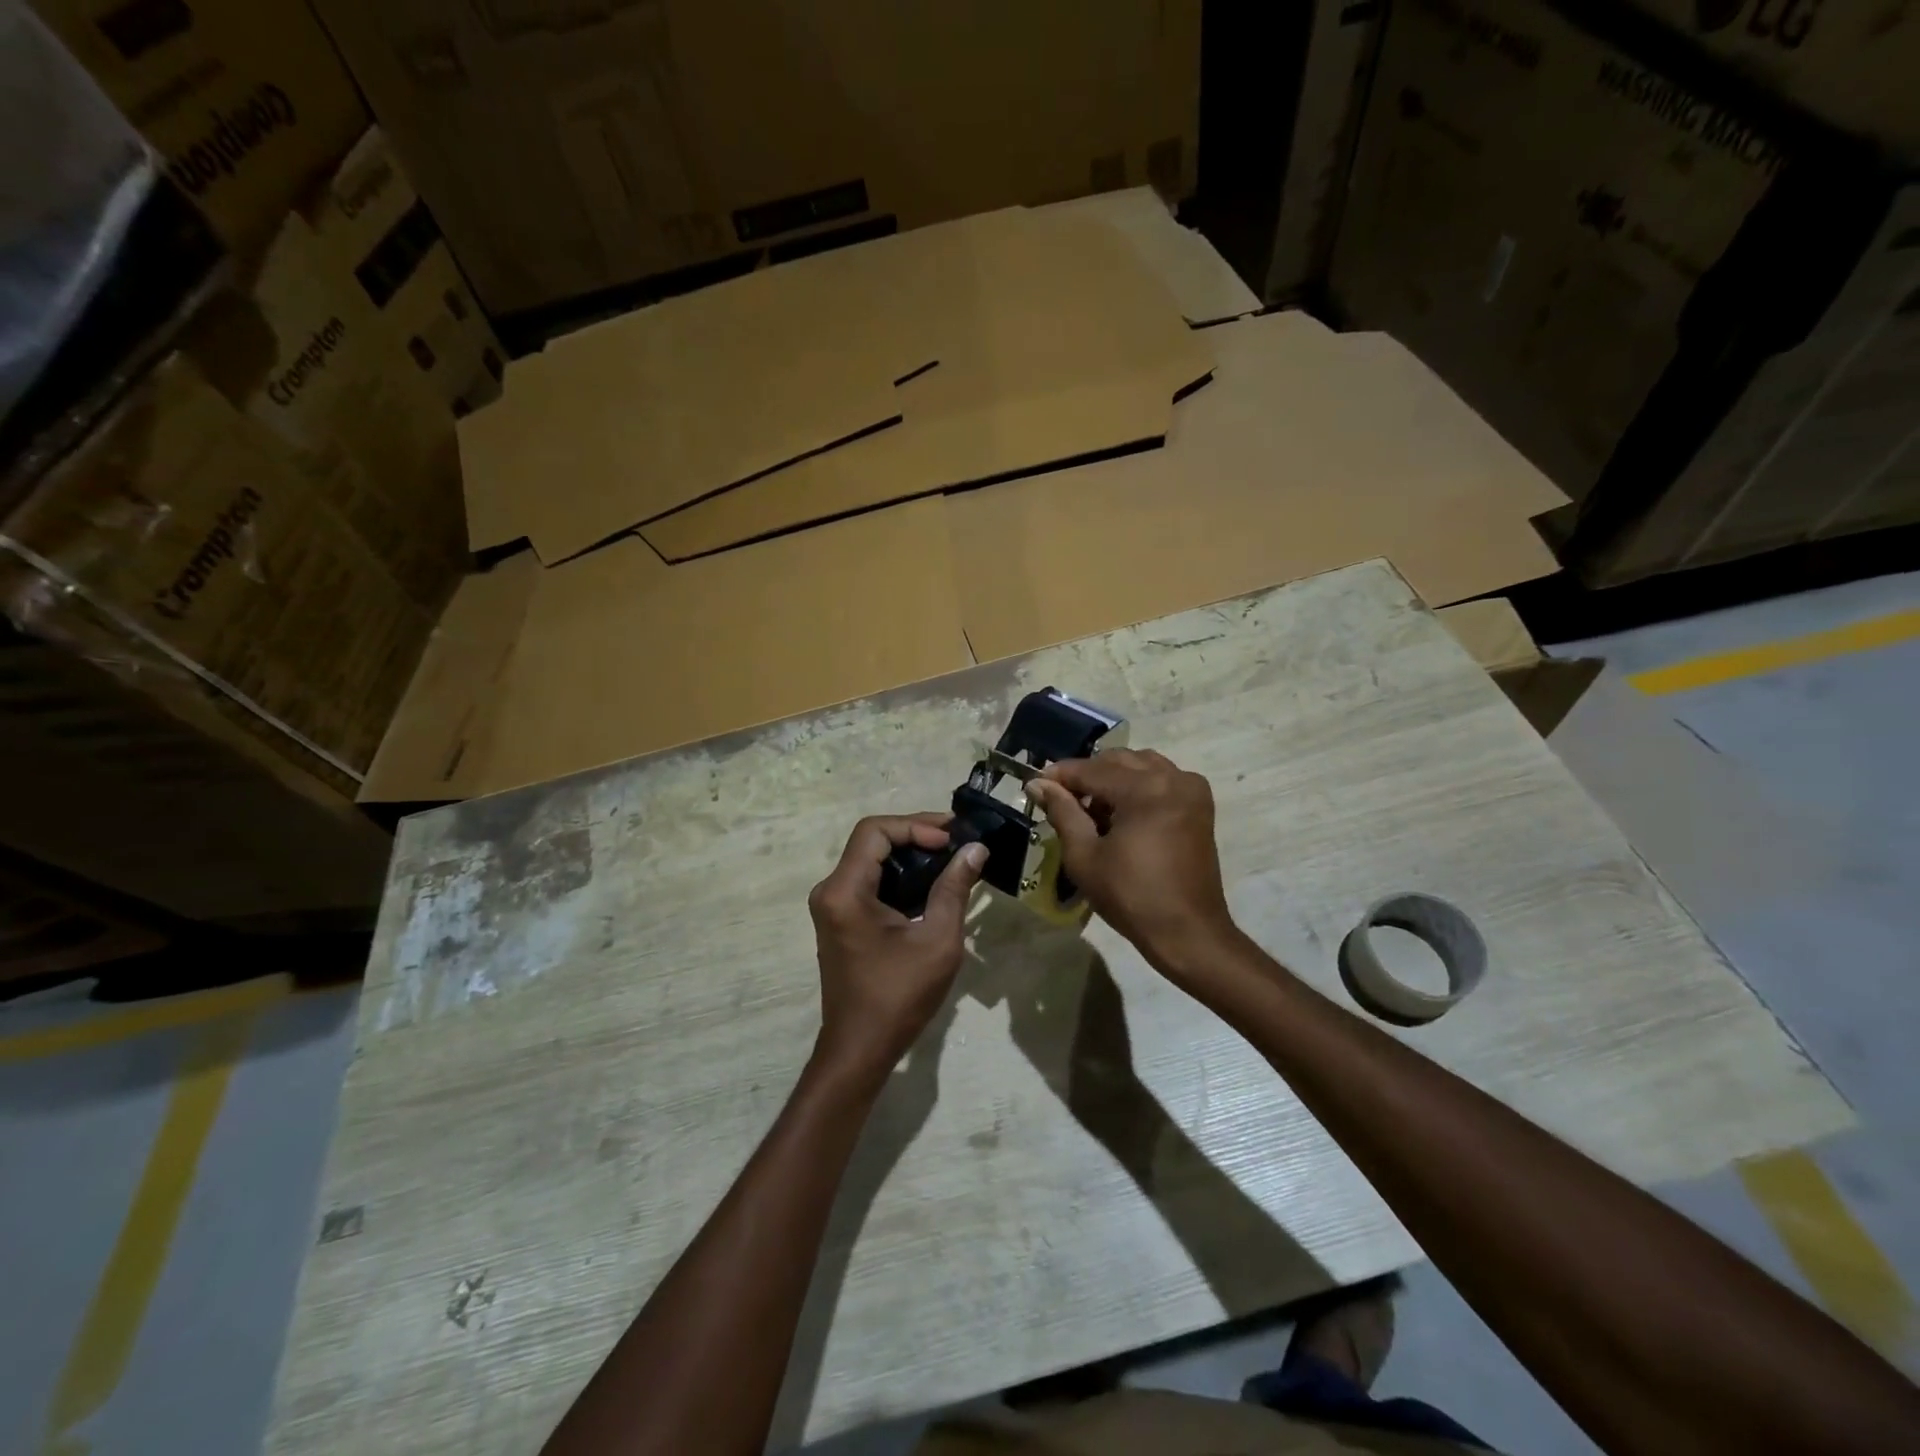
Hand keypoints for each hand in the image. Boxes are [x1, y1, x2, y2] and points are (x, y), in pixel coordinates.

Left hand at [807, 814, 986, 1080]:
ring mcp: (832, 906)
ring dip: (909, 855)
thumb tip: (975, 850)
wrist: (860, 1049)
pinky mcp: (841, 920)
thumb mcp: (937, 940)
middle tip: (957, 842)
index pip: (875, 831)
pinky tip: (932, 884)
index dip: (915, 825)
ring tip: (951, 859)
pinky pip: (869, 882)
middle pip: (871, 841)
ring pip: (871, 860)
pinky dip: (899, 876)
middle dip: (916, 835)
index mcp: (845, 891)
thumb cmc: (899, 996)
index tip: (950, 840)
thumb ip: (954, 889)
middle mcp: (830, 891)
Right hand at [1027, 750, 1240, 982]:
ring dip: (1113, 779)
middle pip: (1117, 760)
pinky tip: (1121, 814)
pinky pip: (1162, 778)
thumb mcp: (1085, 856)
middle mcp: (1172, 777)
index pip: (1092, 769)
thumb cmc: (1131, 897)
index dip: (1060, 776)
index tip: (1035, 785)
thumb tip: (1037, 785)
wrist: (1187, 931)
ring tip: (1093, 810)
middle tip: (1062, 801)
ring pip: (1140, 765)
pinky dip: (1138, 786)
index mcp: (1145, 789)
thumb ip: (1062, 812)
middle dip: (1087, 776)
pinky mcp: (1200, 804)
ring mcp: (1191, 789)